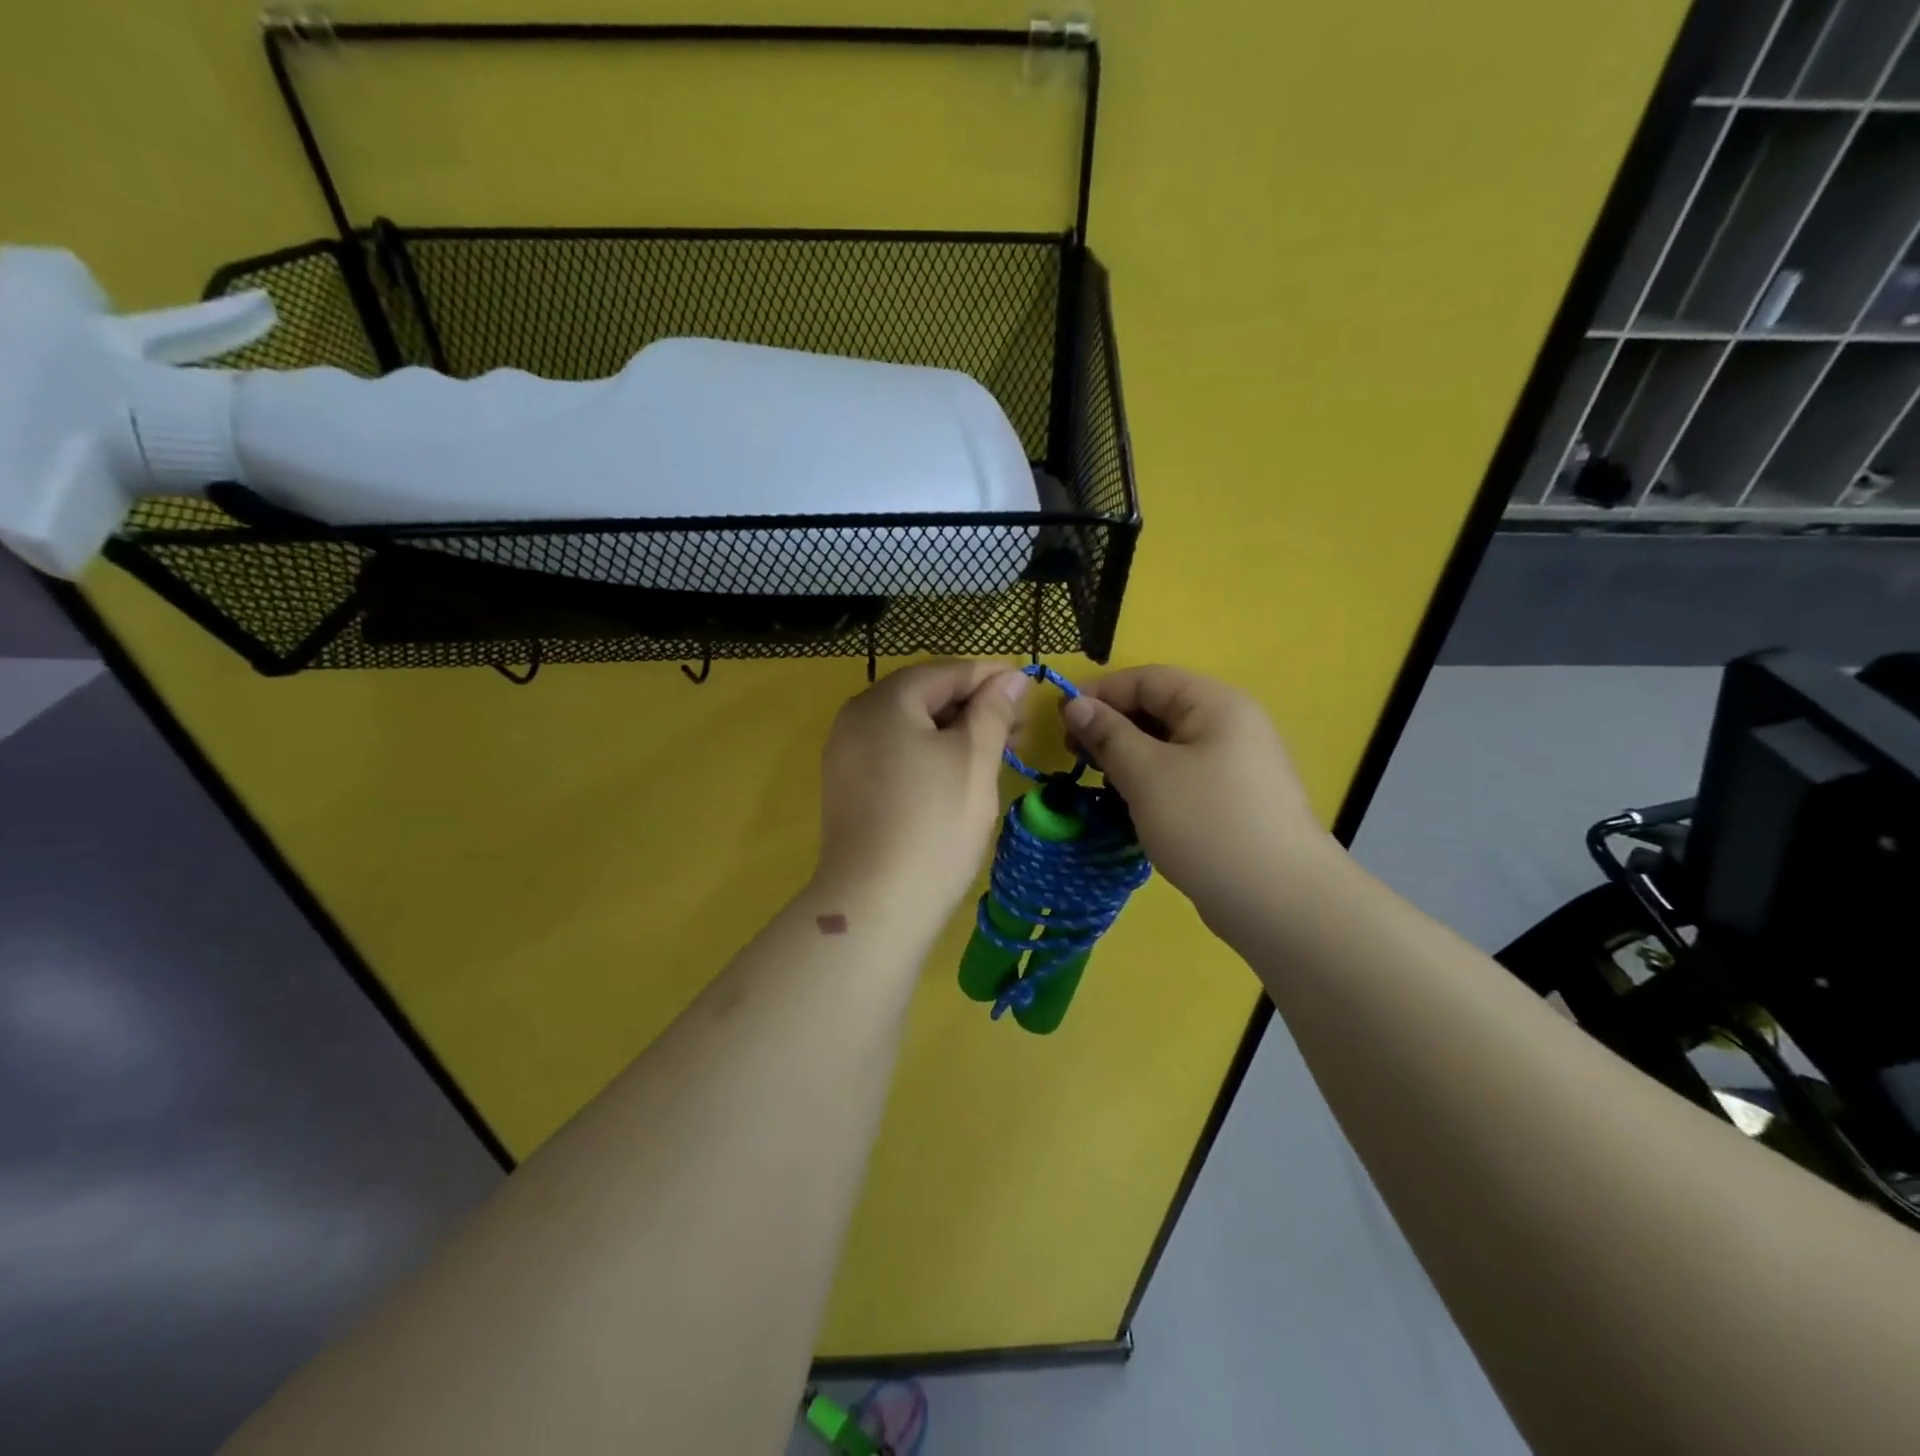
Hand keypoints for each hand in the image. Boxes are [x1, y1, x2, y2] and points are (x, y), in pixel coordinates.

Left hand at [816, 661, 1030, 926]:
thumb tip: (1011, 677)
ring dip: (952, 730)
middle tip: (1019, 725)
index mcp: (884, 702)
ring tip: (996, 749)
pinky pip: (893, 753)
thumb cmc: (934, 824)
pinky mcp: (847, 788)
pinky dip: (928, 753)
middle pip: (922, 696)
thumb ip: (993, 711)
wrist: (875, 905)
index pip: (944, 672)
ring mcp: (846, 755)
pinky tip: (956, 772)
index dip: (990, 675)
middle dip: (972, 704)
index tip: (1029, 685)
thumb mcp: (973, 760)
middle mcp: (855, 718)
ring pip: (908, 726)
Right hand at [1060, 666, 1331, 929]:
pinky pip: (1181, 775)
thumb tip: (1075, 704)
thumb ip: (1108, 734)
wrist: (1279, 901)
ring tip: (1100, 784)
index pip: (1146, 678)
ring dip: (1128, 757)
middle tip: (1075, 756)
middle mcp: (1230, 724)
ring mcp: (1235, 763)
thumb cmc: (1207, 824)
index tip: (1060, 721)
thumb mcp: (1146, 774)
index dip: (1100, 693)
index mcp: (1215, 704)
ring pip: (1167, 745)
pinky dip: (1150, 782)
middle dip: (1112, 726)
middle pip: (1158, 708)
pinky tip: (1130, 806)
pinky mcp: (1232, 799)